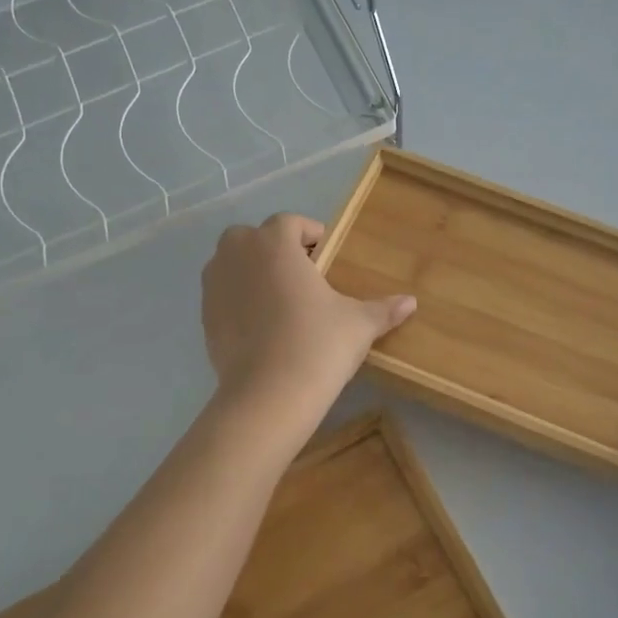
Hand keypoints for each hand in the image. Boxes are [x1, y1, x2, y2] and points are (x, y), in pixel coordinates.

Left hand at [201, 214, 416, 402]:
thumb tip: (412, 302)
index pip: (289, 222)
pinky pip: (223, 294)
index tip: (325, 254)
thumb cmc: (318, 344)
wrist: (268, 394)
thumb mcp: (358, 324)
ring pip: (231, 263)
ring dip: (252, 271)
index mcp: (275, 244)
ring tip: (280, 299)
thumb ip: (383, 309)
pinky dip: (238, 299)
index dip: (309, 234)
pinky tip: (261, 326)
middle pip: (252, 237)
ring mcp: (215, 285)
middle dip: (274, 248)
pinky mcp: (205, 316)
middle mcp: (238, 254)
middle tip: (301, 275)